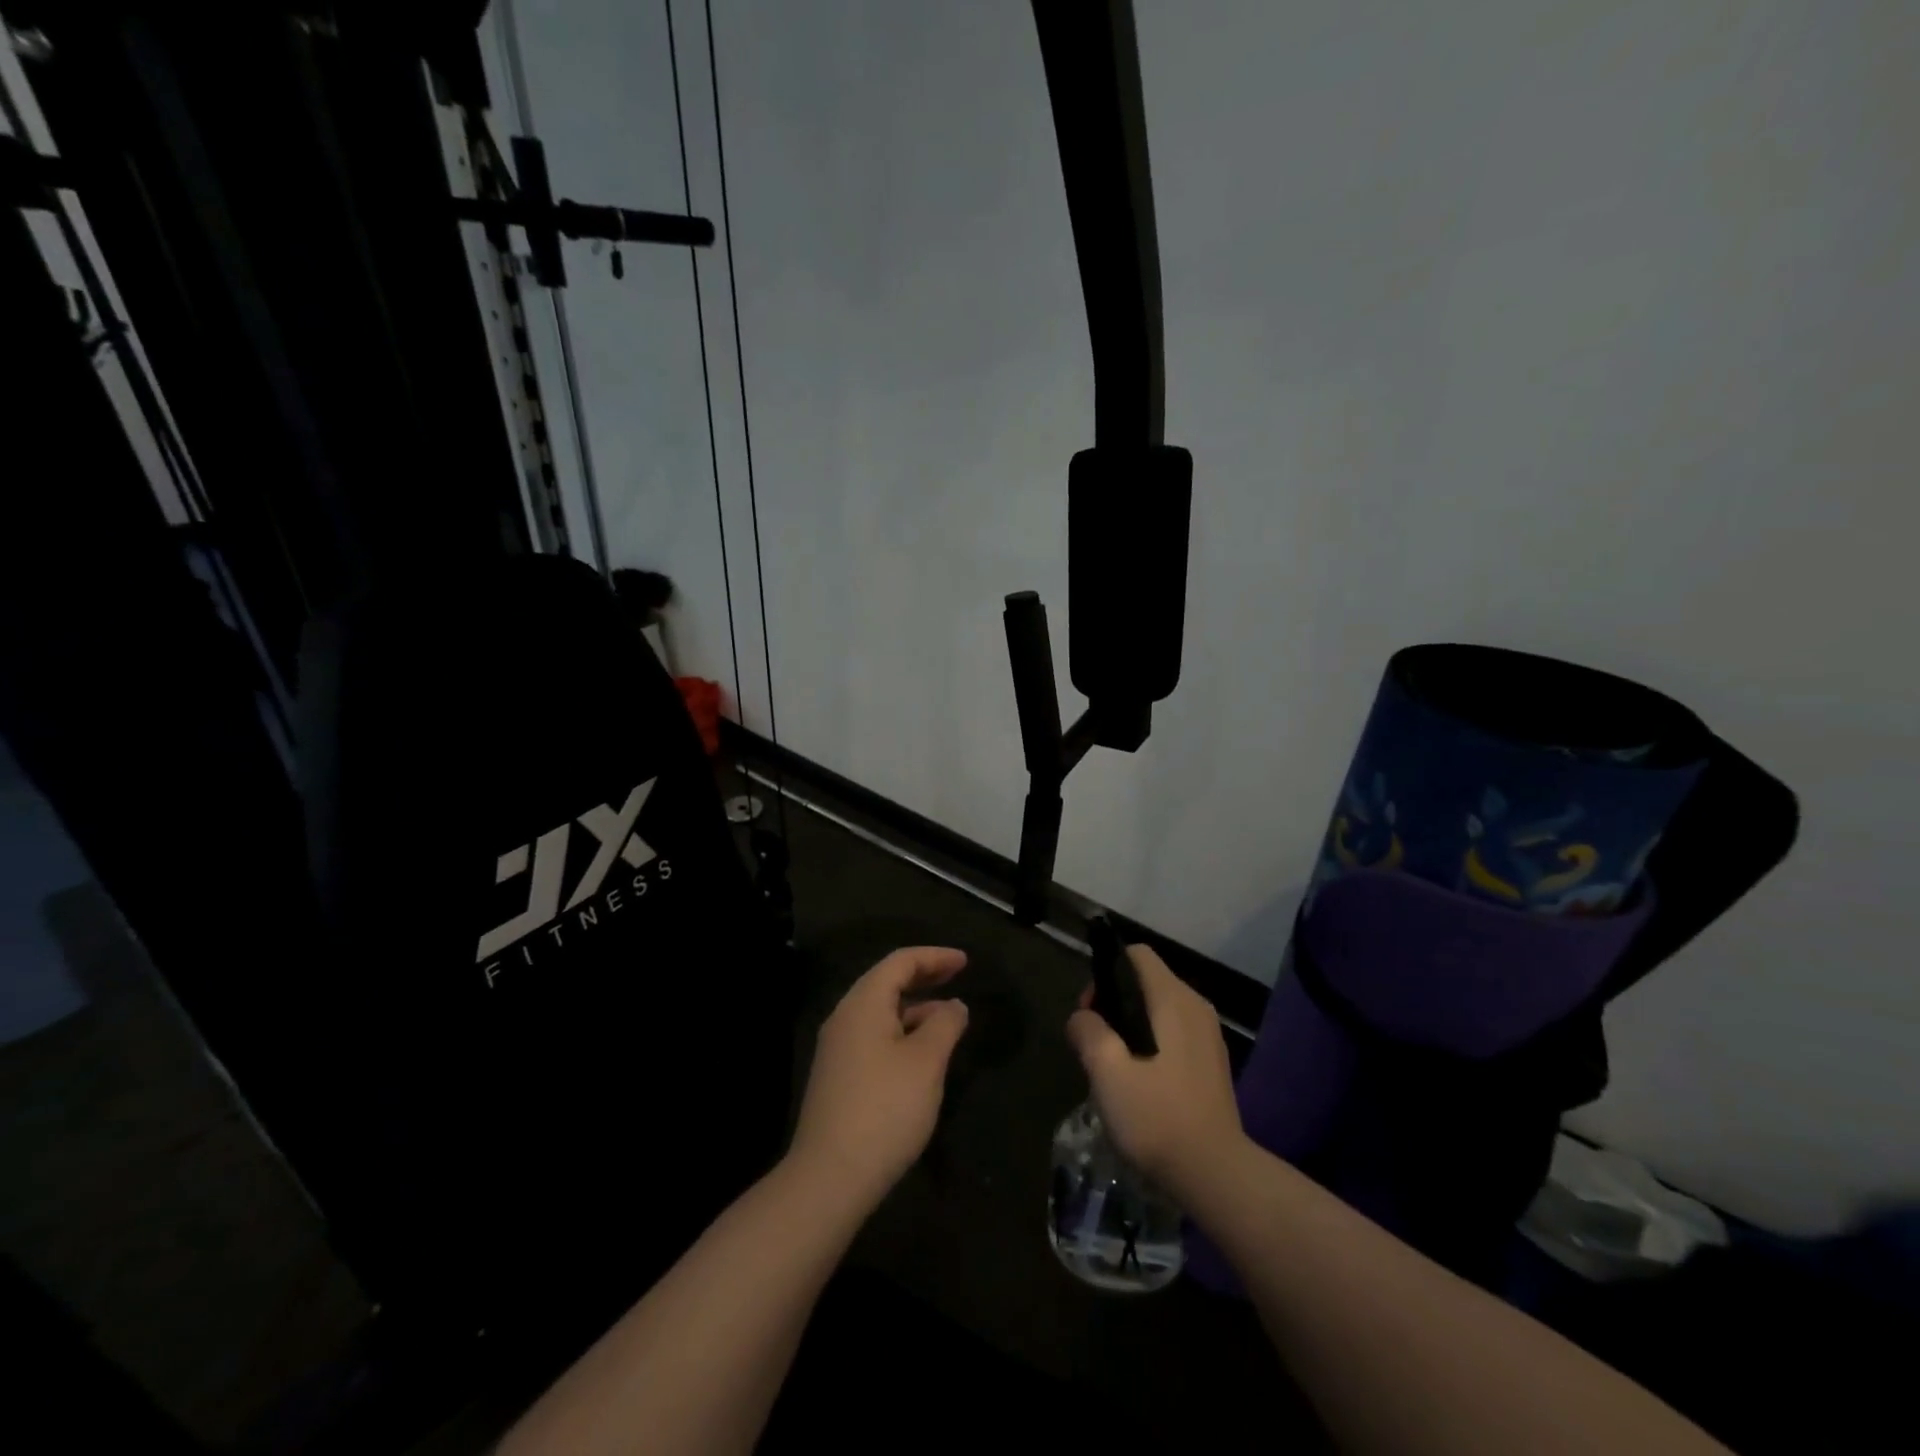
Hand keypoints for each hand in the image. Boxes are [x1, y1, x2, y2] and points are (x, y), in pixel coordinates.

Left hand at [789, 946, 970, 1208]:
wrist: (830, 1177)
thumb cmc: (885, 1109)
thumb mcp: (926, 1062)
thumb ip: (945, 1025)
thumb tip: (954, 1006)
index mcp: (863, 1004)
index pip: (900, 962)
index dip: (935, 957)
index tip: (966, 962)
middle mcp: (845, 1018)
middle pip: (886, 982)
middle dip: (924, 977)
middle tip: (958, 977)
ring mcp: (838, 1049)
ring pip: (881, 1012)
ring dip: (915, 1008)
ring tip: (949, 1019)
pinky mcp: (839, 1077)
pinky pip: (875, 1036)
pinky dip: (902, 1032)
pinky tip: (923, 1054)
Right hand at [1066, 944, 1244, 1196]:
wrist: (1215, 1174)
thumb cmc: (1157, 1116)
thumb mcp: (1107, 1071)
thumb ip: (1088, 1031)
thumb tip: (1082, 1017)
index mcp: (1173, 999)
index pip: (1136, 954)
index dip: (1106, 972)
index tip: (1091, 1011)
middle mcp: (1195, 1006)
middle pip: (1145, 981)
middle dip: (1114, 1003)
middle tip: (1095, 1046)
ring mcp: (1207, 1034)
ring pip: (1157, 1008)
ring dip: (1130, 1027)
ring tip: (1114, 1068)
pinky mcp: (1211, 1061)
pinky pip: (1172, 1032)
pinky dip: (1150, 1043)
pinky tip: (1139, 1082)